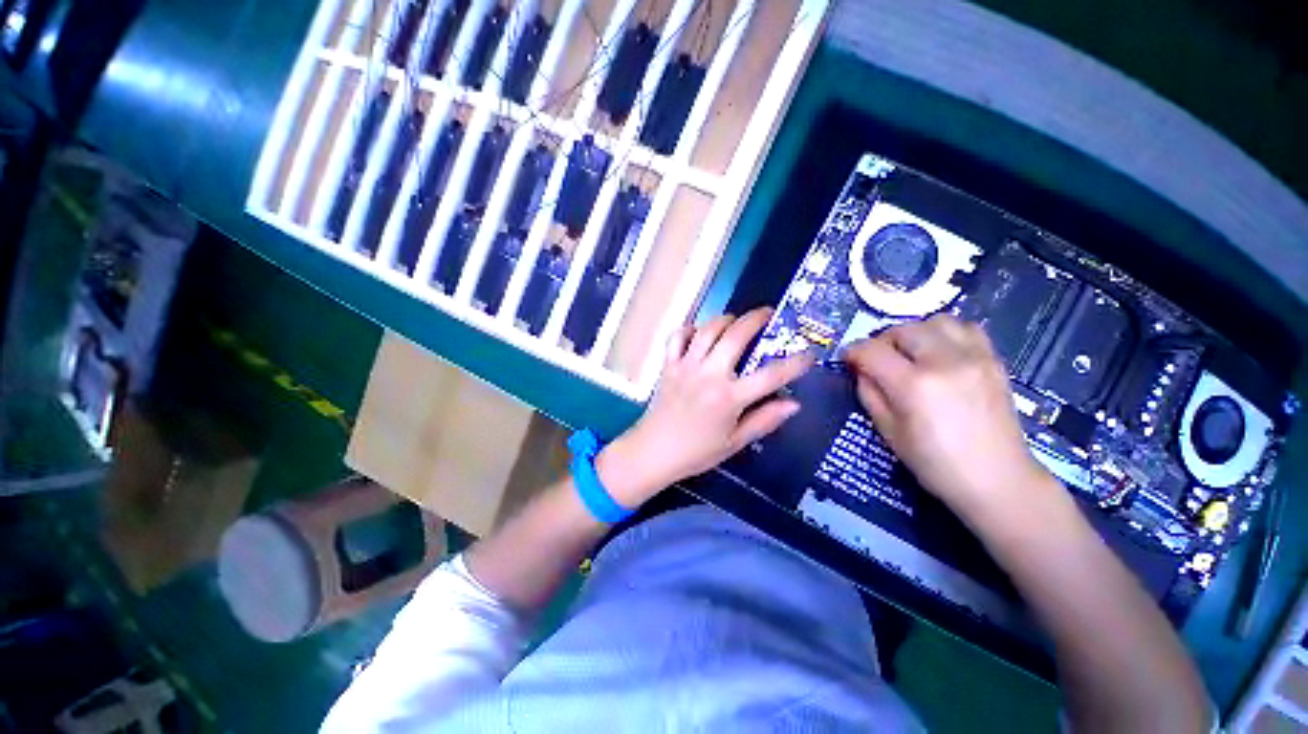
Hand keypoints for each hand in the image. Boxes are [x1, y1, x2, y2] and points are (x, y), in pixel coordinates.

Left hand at [597, 308, 814, 507]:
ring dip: (724, 319)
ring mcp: (686, 367)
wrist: (654, 452)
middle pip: (735, 336)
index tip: (808, 353)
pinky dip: (688, 329)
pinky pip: (677, 337)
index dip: (794, 363)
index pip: (770, 376)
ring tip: (735, 320)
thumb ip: (765, 420)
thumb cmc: (697, 452)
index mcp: (729, 398)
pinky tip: (698, 332)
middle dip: (755, 319)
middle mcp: (709, 375)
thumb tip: (794, 404)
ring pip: (707, 330)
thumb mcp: (735, 442)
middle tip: (767, 314)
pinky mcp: (668, 365)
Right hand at [842, 314, 1055, 524]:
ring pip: (936, 321)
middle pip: (902, 329)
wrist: (997, 480)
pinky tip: (941, 353)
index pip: (871, 350)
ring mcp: (975, 358)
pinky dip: (946, 334)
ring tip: (911, 354)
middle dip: (882, 341)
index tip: (847, 359)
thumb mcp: (888, 431)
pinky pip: (966, 328)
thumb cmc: (935, 463)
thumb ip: (869, 393)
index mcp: (914, 385)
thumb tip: (861, 369)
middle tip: (879, 360)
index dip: (852, 351)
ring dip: (915, 333)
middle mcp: (945, 362)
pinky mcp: (994, 360)